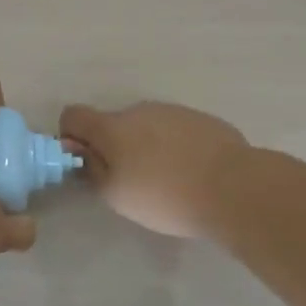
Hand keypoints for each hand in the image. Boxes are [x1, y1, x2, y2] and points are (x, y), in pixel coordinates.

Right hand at [59, 101, 253, 239]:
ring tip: (167, 180)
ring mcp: (173, 111)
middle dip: (114, 146)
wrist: (234, 188)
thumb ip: (92, 170)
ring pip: (146, 126)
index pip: (73, 115)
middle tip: (132, 181)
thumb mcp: (116, 195)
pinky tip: (192, 173)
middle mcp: (139, 110)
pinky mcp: (202, 120)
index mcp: (112, 127)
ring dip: (146, 146)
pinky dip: (175, 147)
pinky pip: (176, 130)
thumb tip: (82, 153)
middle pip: (113, 123)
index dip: (71, 137)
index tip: (86, 162)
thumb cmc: (164, 195)